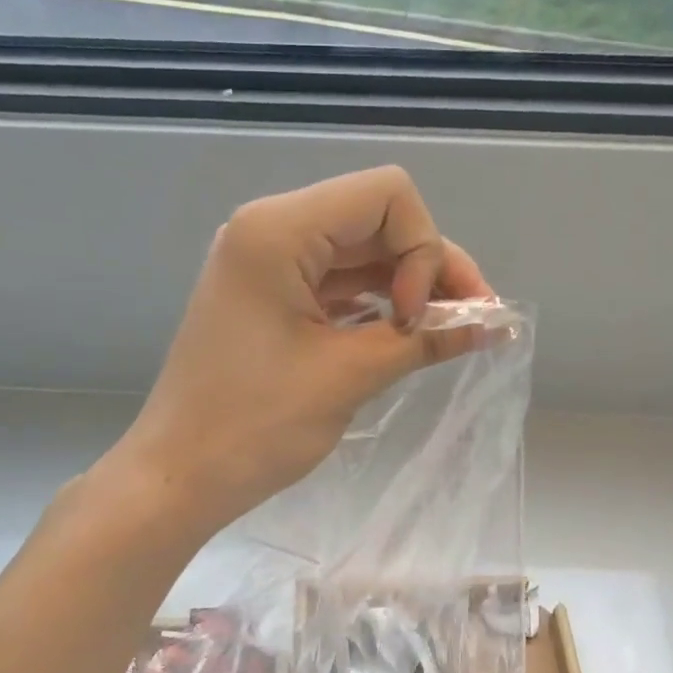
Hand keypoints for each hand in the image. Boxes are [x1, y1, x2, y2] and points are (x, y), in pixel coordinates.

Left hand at [113, 166, 491, 531]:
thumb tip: (494, 324)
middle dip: (427, 268)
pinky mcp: (266, 299)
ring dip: (404, 288)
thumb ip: (423, 340)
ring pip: (358, 254)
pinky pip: (333, 285)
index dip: (423, 250)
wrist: (179, 476)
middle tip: (471, 321)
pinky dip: (372, 306)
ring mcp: (263, 265)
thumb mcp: (347, 377)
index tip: (415, 318)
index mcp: (278, 230)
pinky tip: (403, 337)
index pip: (387, 196)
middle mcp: (269, 231)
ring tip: (445, 334)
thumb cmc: (255, 427)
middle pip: (375, 221)